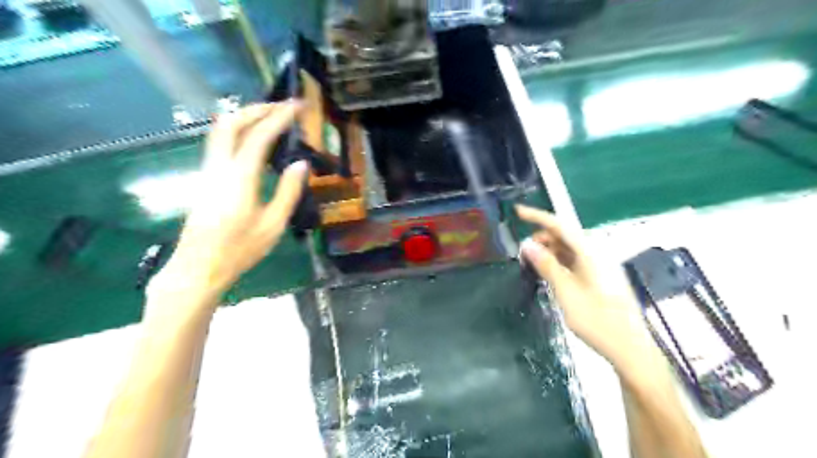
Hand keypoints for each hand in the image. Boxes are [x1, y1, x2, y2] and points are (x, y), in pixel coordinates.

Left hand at [146, 100, 308, 307]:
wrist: (199, 267)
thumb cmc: (240, 249)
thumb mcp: (273, 224)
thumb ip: (289, 191)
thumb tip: (301, 163)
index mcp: (240, 177)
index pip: (259, 136)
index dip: (278, 117)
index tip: (296, 106)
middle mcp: (219, 167)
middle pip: (231, 123)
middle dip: (257, 108)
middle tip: (282, 106)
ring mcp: (208, 171)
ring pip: (221, 131)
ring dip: (245, 117)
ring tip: (270, 117)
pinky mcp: (205, 178)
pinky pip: (220, 143)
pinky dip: (239, 131)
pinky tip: (254, 140)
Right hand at [520, 205, 658, 372]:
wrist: (630, 349)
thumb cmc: (598, 321)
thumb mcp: (566, 292)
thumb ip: (547, 266)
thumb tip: (527, 244)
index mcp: (591, 253)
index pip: (560, 226)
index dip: (538, 216)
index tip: (517, 212)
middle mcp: (597, 254)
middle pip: (565, 236)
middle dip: (542, 238)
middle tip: (522, 252)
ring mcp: (600, 266)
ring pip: (569, 249)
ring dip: (549, 251)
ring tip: (531, 263)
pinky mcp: (600, 278)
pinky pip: (575, 261)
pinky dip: (558, 262)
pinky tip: (548, 273)